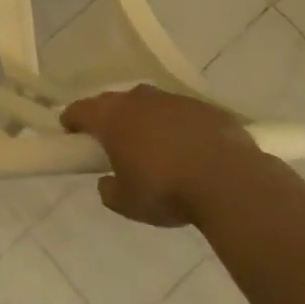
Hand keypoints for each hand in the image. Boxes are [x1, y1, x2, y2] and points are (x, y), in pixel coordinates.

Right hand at [61, 84, 264, 226]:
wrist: (232, 184)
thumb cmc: (167, 190)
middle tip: (112, 143)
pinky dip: (178, 127)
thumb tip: (108, 181)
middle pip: (114, 102)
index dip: (72, 121)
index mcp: (112, 117)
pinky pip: (182, 114)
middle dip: (109, 118)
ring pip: (150, 105)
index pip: (80, 110)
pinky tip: (189, 150)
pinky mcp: (207, 109)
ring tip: (154, 146)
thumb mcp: (126, 203)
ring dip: (146, 120)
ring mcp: (175, 101)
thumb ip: (109, 189)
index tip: (72, 134)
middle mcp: (139, 100)